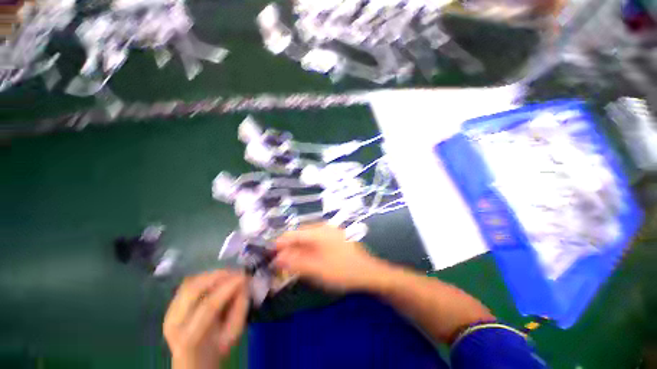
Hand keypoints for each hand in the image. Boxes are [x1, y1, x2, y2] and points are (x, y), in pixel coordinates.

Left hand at [164, 270, 248, 368]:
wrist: (194, 359)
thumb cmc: (217, 348)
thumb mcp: (234, 332)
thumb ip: (240, 307)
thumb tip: (244, 282)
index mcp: (190, 337)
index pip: (208, 306)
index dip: (227, 288)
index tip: (244, 276)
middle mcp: (174, 322)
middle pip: (193, 290)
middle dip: (218, 276)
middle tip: (237, 272)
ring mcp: (169, 313)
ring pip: (190, 283)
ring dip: (212, 275)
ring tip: (229, 273)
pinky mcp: (171, 306)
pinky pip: (188, 284)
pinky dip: (205, 277)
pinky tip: (217, 279)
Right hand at [273, 223, 384, 291]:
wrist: (368, 272)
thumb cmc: (341, 271)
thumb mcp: (315, 269)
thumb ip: (295, 263)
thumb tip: (276, 259)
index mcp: (318, 232)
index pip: (293, 234)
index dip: (279, 244)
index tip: (269, 255)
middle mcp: (323, 227)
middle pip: (300, 235)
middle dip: (288, 247)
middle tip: (280, 262)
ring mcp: (330, 231)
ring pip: (308, 238)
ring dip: (298, 249)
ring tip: (291, 262)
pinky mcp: (335, 238)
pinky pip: (316, 240)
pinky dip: (308, 249)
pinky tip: (307, 258)